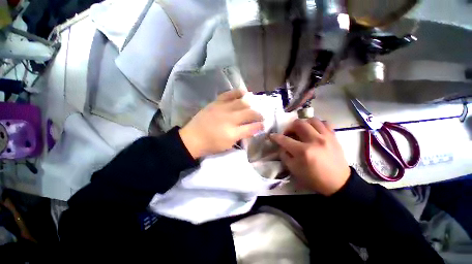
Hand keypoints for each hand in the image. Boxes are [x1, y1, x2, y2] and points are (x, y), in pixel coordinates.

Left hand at [179, 90, 263, 158]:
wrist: (192, 138)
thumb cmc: (211, 144)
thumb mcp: (228, 145)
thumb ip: (241, 136)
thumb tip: (252, 128)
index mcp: (233, 132)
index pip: (252, 127)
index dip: (260, 126)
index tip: (263, 125)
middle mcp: (230, 118)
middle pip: (249, 113)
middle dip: (258, 115)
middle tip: (260, 116)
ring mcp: (222, 108)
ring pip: (241, 103)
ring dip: (250, 105)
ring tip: (253, 106)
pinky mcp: (216, 103)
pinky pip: (228, 94)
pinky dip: (237, 92)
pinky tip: (244, 93)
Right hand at [269, 118, 349, 195]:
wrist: (338, 182)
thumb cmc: (313, 178)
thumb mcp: (294, 169)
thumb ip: (284, 155)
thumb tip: (282, 146)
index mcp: (303, 151)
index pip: (284, 140)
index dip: (275, 137)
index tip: (272, 136)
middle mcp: (314, 140)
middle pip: (298, 124)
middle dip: (289, 127)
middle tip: (288, 133)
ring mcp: (326, 137)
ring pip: (312, 120)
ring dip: (303, 123)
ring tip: (301, 130)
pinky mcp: (334, 137)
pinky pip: (324, 123)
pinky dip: (316, 124)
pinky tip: (314, 130)